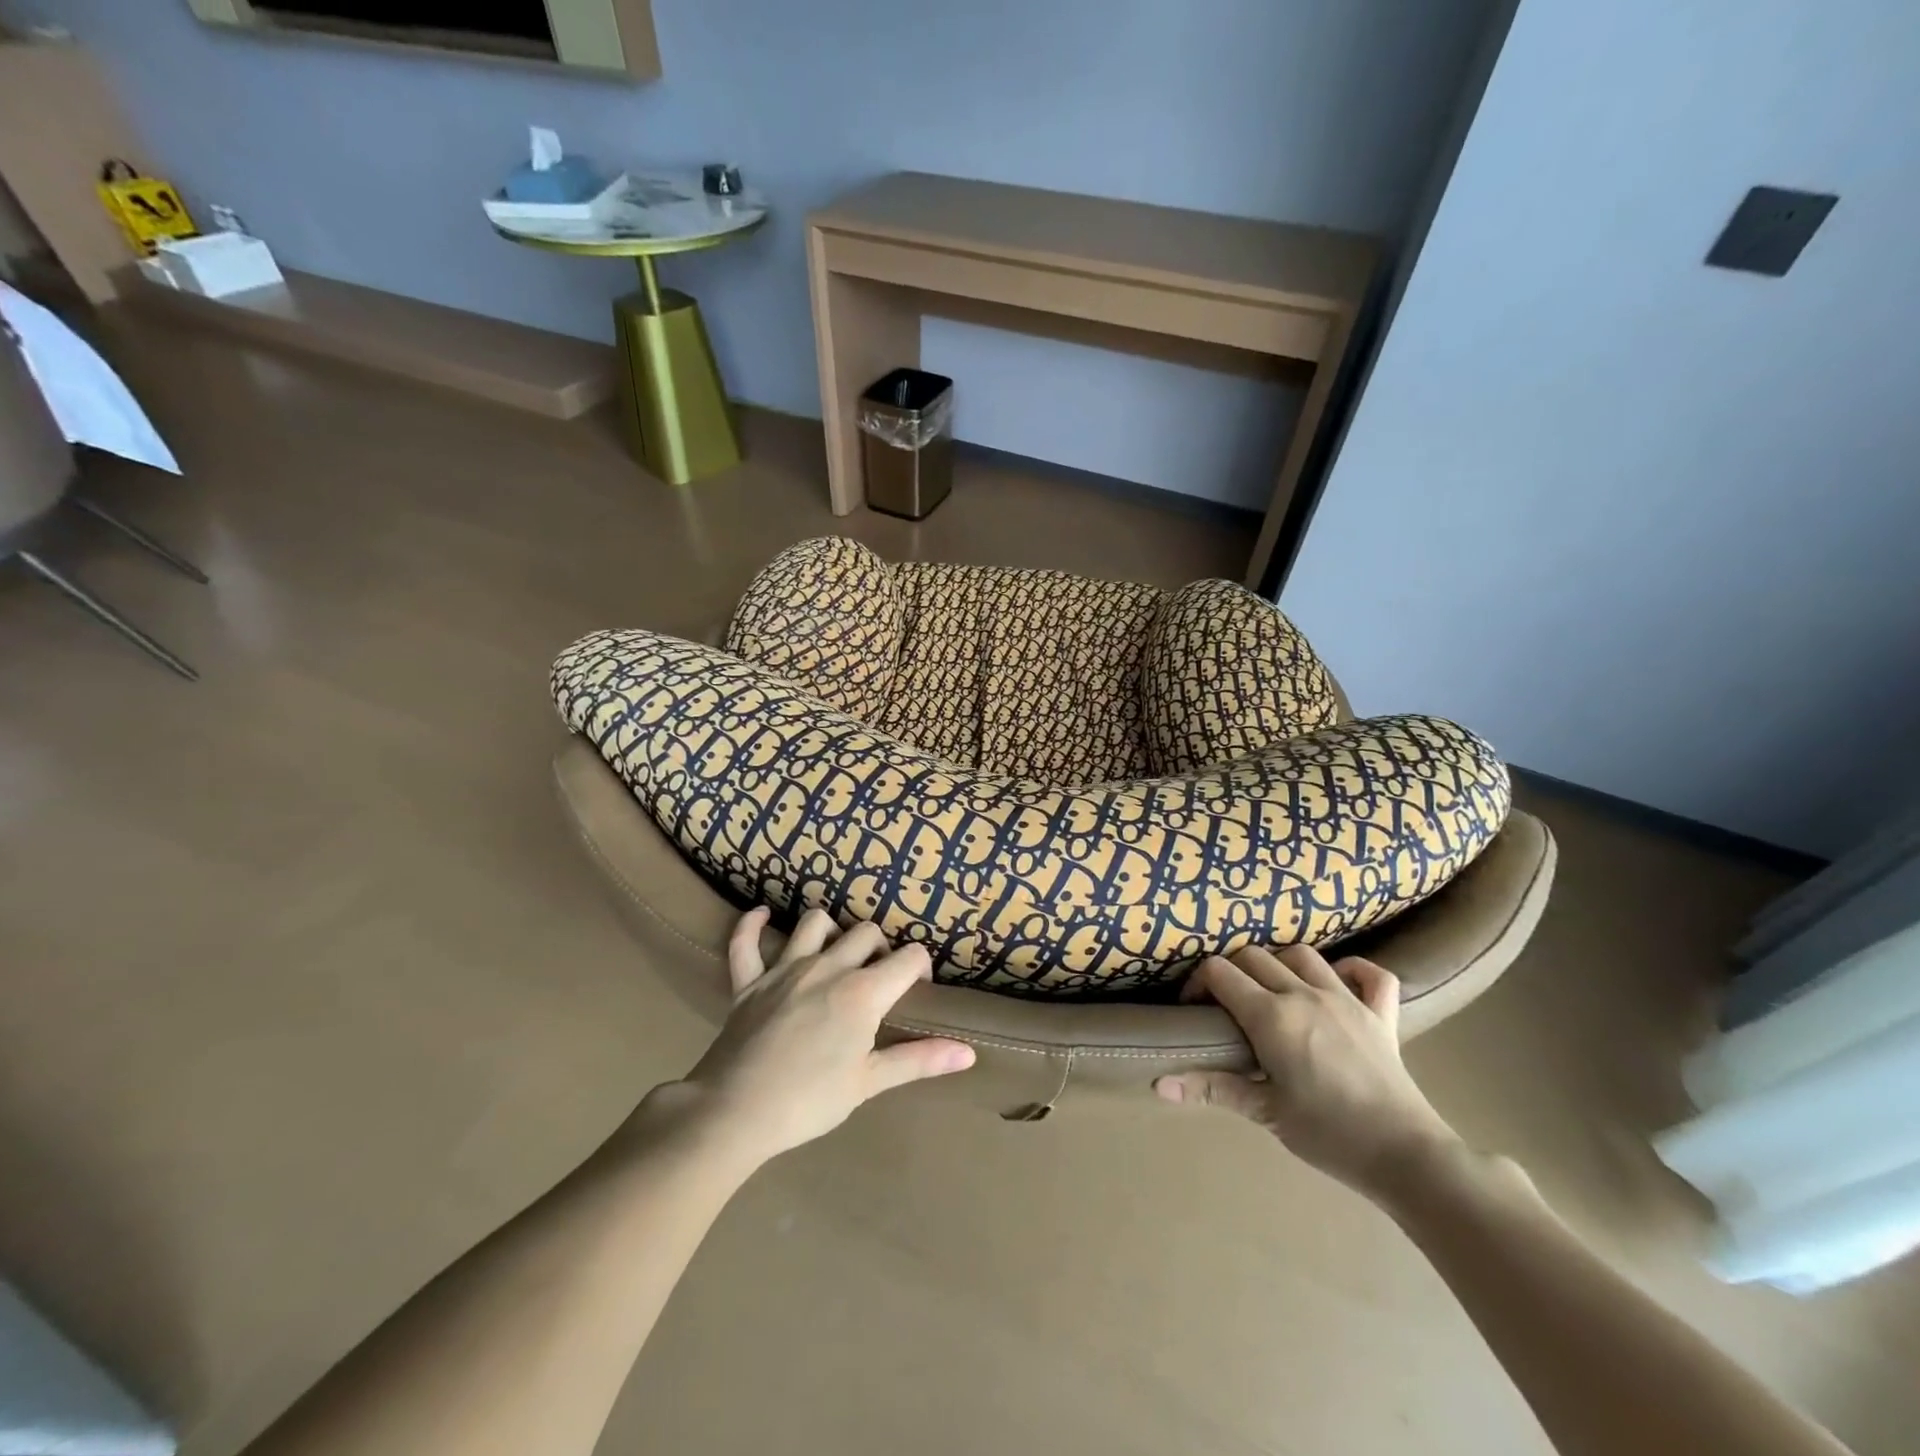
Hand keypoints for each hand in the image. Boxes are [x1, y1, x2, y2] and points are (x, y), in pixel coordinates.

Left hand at [658, 908, 974, 1168]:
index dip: (919, 967)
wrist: (735, 1113)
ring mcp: (784, 970)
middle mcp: (827, 968)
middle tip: (879, 978)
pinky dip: (752, 926)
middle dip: (880, 948)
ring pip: (815, 923)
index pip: (907, 958)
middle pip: (865, 933)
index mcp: (862, 992)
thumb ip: (919, 1060)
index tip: (916, 987)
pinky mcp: (748, 981)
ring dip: (831, 930)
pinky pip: (745, 942)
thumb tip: (969, 1053)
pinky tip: (763, 915)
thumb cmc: (810, 1101)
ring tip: (837, 952)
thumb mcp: (870, 1082)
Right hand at [1155, 945, 1459, 1197]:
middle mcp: (1304, 994)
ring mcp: (1346, 999)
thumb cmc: (1328, 1134)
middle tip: (1226, 1003)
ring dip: (1280, 963)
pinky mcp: (1381, 1014)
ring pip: (1302, 955)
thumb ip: (1212, 1088)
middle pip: (1253, 956)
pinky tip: (1339, 983)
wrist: (1406, 1155)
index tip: (1193, 1009)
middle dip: (1231, 971)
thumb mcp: (1265, 1112)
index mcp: (1271, 1016)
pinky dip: (1353, 970)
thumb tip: (1158, 1084)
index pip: (1219, 973)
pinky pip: (1371, 974)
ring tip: (1273, 990)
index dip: (1198, 983)